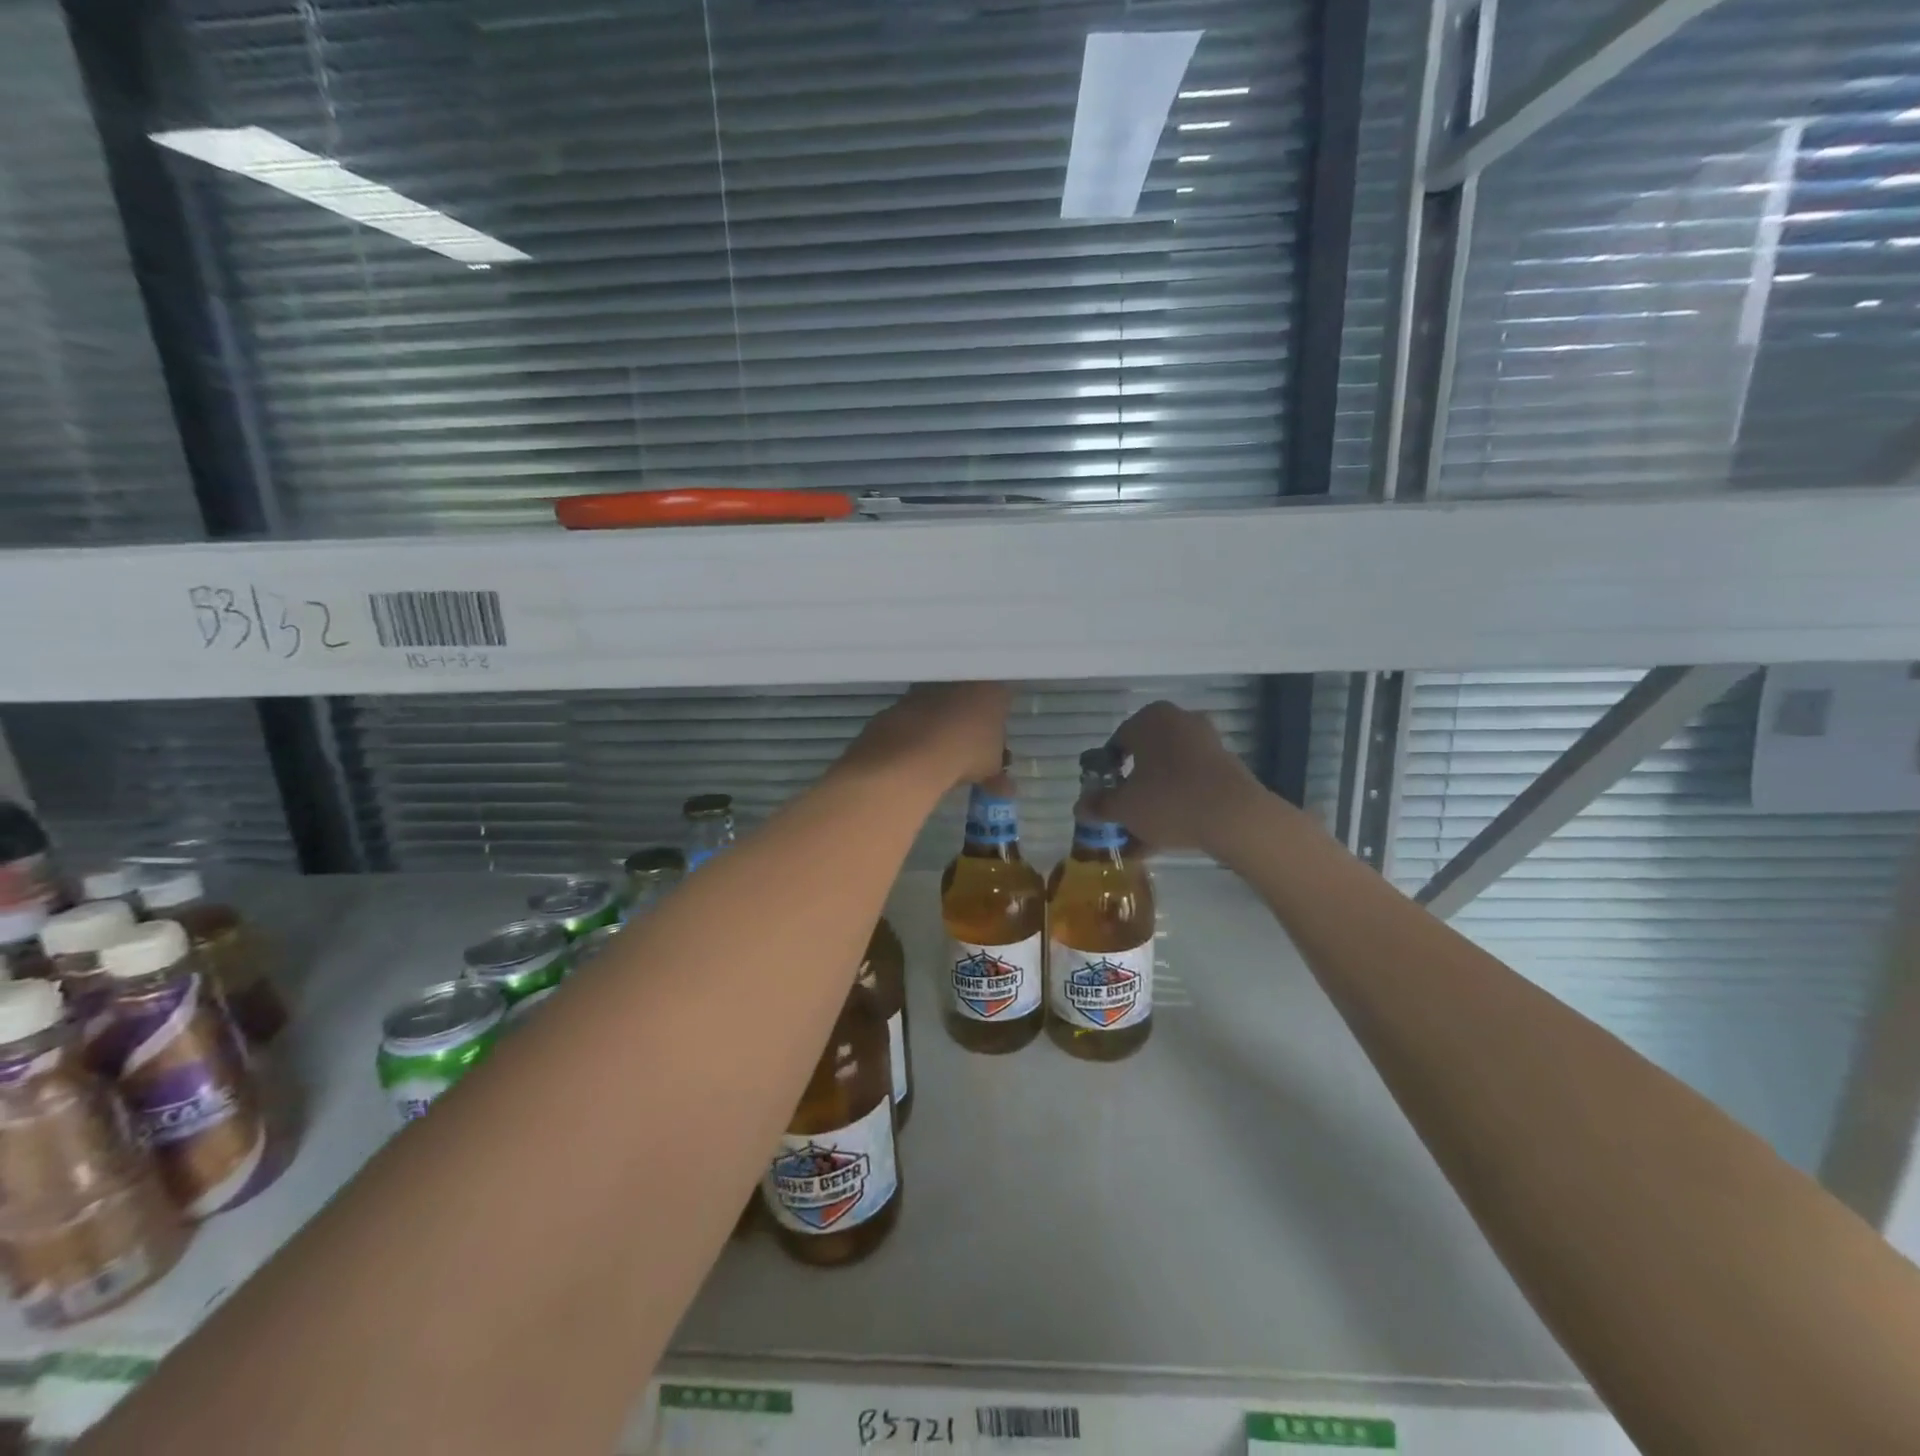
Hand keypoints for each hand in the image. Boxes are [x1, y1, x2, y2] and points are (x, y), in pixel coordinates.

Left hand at [843, 682, 1010, 789]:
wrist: (913, 752)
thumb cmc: (966, 755)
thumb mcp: (990, 771)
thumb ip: (998, 776)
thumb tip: (1006, 788)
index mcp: (992, 691)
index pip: (1002, 702)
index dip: (998, 724)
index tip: (993, 746)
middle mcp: (962, 682)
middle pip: (970, 701)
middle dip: (969, 724)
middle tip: (967, 753)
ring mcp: (929, 689)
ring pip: (942, 706)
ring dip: (942, 726)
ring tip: (940, 757)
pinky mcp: (902, 700)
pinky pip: (917, 716)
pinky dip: (919, 731)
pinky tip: (918, 754)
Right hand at [1083, 701, 1264, 853]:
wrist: (1234, 817)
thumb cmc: (1168, 800)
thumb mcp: (1123, 808)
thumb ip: (1099, 805)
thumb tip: (1080, 806)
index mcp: (1149, 719)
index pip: (1116, 743)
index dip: (1106, 773)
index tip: (1104, 798)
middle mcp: (1179, 721)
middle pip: (1145, 758)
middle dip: (1133, 788)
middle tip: (1123, 815)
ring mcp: (1207, 742)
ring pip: (1169, 773)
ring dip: (1155, 799)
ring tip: (1144, 835)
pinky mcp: (1227, 765)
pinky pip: (1192, 783)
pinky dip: (1179, 803)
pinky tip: (1169, 834)